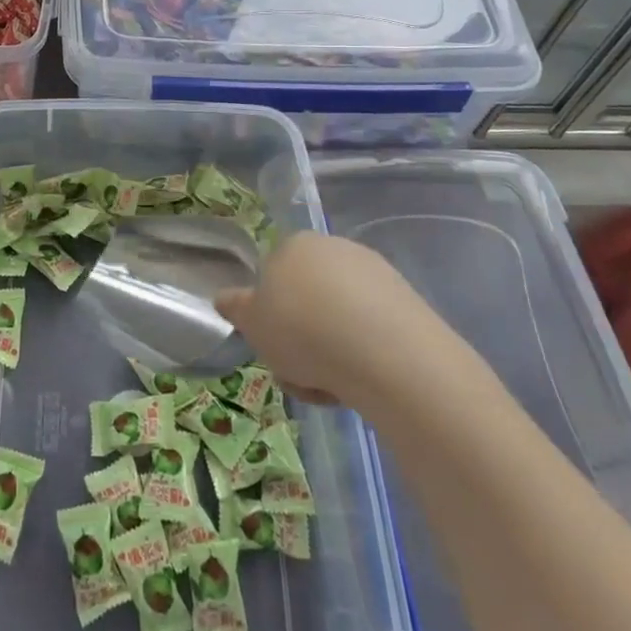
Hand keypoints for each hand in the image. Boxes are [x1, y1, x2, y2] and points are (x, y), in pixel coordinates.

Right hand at [215, 230, 455, 406]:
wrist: (383, 352)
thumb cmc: (302, 330)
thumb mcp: (253, 324)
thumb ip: (236, 308)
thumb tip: (224, 297)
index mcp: (294, 244)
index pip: (273, 276)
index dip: (270, 315)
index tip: (274, 347)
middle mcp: (334, 248)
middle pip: (308, 297)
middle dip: (302, 335)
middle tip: (299, 371)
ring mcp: (373, 272)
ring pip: (339, 317)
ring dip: (331, 350)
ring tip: (331, 385)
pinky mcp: (406, 300)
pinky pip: (371, 328)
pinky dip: (363, 352)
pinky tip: (363, 380)